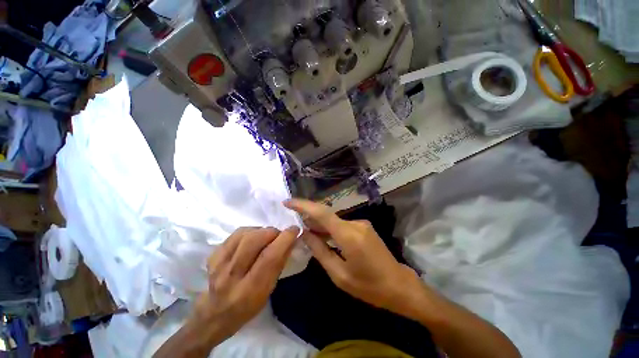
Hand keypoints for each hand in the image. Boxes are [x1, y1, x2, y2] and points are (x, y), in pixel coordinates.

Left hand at [192, 226, 299, 343]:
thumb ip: (279, 265)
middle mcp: (232, 276)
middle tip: (278, 235)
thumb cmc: (248, 307)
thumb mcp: (269, 291)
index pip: (270, 257)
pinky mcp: (213, 256)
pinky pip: (235, 235)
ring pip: (244, 234)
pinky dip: (248, 232)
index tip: (294, 230)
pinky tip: (252, 238)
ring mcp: (219, 264)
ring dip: (260, 231)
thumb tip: (291, 241)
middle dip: (272, 232)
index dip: (285, 239)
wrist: (214, 315)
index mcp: (250, 290)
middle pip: (254, 240)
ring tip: (265, 237)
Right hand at [284, 199, 426, 317]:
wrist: (399, 285)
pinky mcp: (364, 227)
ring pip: (334, 221)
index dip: (303, 205)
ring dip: (320, 225)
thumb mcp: (339, 274)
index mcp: (349, 235)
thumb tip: (305, 234)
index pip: (322, 213)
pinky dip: (330, 230)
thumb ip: (320, 251)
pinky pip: (342, 225)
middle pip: (327, 215)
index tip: (288, 202)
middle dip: (309, 217)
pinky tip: (323, 237)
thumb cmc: (369, 286)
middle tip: (294, 222)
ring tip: (306, 231)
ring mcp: (361, 224)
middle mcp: (355, 224)